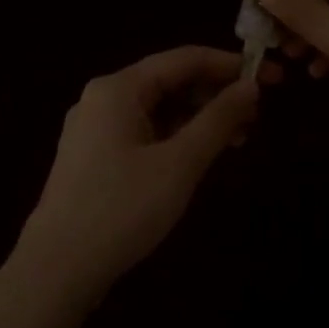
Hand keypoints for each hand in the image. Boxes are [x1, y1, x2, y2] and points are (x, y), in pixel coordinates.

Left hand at [14, 46, 261, 298]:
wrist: (58, 268)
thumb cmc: (122, 209)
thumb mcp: (179, 163)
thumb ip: (218, 120)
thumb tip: (251, 86)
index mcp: (118, 88)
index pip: (184, 59)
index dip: (230, 65)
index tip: (271, 77)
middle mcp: (103, 99)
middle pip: (169, 82)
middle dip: (215, 94)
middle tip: (258, 115)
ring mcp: (95, 129)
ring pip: (158, 110)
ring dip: (199, 119)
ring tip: (239, 139)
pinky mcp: (95, 158)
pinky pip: (144, 133)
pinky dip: (176, 139)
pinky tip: (202, 156)